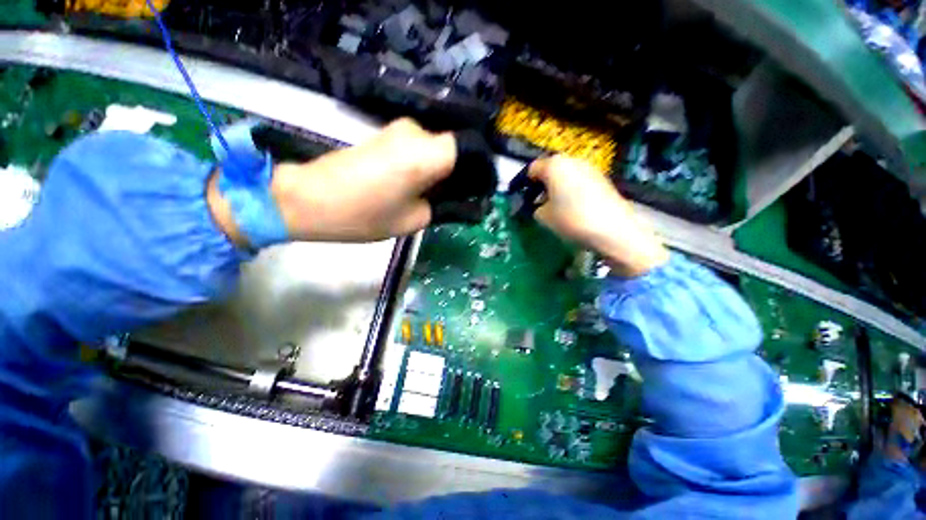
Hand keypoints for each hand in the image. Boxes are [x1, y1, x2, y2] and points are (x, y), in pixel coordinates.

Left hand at [210, 118, 455, 244]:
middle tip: (456, 197)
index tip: (478, 188)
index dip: (477, 168)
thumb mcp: (414, 220)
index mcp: (426, 154)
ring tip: (434, 194)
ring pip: (434, 148)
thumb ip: (441, 205)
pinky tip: (417, 185)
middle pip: (451, 148)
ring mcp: (396, 130)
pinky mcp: (383, 135)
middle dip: (459, 172)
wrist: (308, 199)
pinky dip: (424, 165)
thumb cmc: (364, 215)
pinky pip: (417, 148)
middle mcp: (415, 132)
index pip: (468, 148)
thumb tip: (455, 198)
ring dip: (441, 170)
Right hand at [529, 155, 668, 276]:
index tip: (520, 198)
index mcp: (554, 166)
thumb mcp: (544, 217)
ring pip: (565, 174)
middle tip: (536, 203)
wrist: (613, 229)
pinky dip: (571, 190)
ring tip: (554, 206)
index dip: (522, 184)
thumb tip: (540, 207)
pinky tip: (572, 207)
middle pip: (550, 169)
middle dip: (540, 185)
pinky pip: (579, 180)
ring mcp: (589, 168)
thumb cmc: (572, 219)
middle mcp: (572, 161)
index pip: (531, 169)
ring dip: (556, 187)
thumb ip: (536, 208)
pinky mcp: (602, 179)